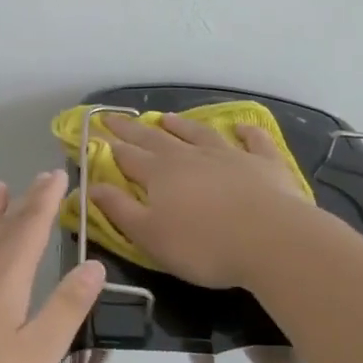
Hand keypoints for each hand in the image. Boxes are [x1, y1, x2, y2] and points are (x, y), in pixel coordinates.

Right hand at [90, 114, 322, 288]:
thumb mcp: (149, 236)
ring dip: (181, 125)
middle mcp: (190, 157)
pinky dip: (246, 132)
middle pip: (155, 138)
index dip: (108, 145)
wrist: (273, 241)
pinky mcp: (264, 164)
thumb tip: (90, 186)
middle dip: (132, 128)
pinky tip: (241, 127)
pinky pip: (254, 142)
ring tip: (167, 116)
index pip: (127, 155)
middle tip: (114, 116)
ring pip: (199, 134)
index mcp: (159, 174)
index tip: (95, 131)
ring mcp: (229, 156)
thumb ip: (119, 210)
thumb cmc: (204, 245)